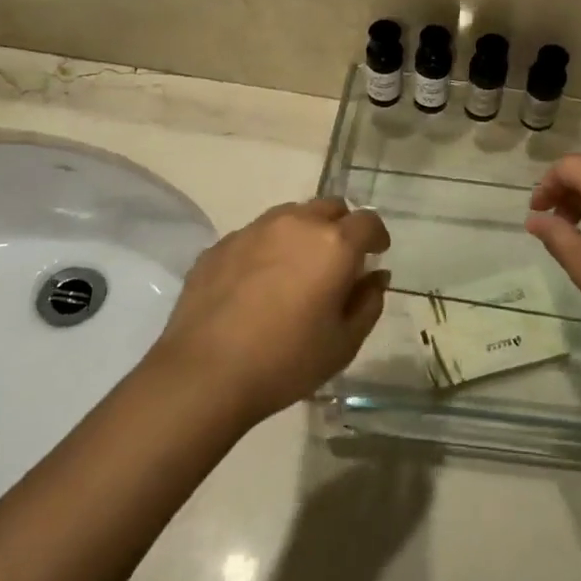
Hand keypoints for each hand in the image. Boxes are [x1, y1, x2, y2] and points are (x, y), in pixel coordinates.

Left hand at [151, 198, 389, 422]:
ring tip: (297, 268)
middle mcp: (296, 224)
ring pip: (291, 216)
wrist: (204, 374)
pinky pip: (255, 235)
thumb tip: (375, 277)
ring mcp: (253, 230)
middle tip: (338, 261)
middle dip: (341, 226)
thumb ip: (368, 303)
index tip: (375, 255)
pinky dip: (268, 249)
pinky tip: (258, 283)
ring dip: (304, 232)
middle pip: (329, 207)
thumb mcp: (344, 343)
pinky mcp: (220, 245)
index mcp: (333, 244)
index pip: (368, 221)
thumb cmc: (286, 361)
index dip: (376, 236)